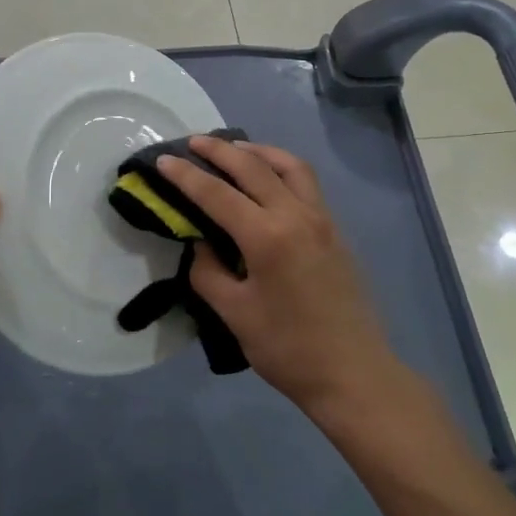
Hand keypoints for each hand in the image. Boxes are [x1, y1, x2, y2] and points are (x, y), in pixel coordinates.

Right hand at [158, 137, 408, 420]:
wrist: (352, 373)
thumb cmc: (287, 349)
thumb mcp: (235, 314)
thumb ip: (208, 272)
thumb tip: (201, 245)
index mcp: (267, 237)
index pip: (217, 194)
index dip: (186, 176)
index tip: (163, 160)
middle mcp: (296, 215)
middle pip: (254, 167)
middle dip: (220, 150)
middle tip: (194, 142)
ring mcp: (322, 219)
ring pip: (289, 166)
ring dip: (258, 151)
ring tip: (234, 150)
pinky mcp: (335, 230)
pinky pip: (306, 183)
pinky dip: (282, 168)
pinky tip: (268, 179)